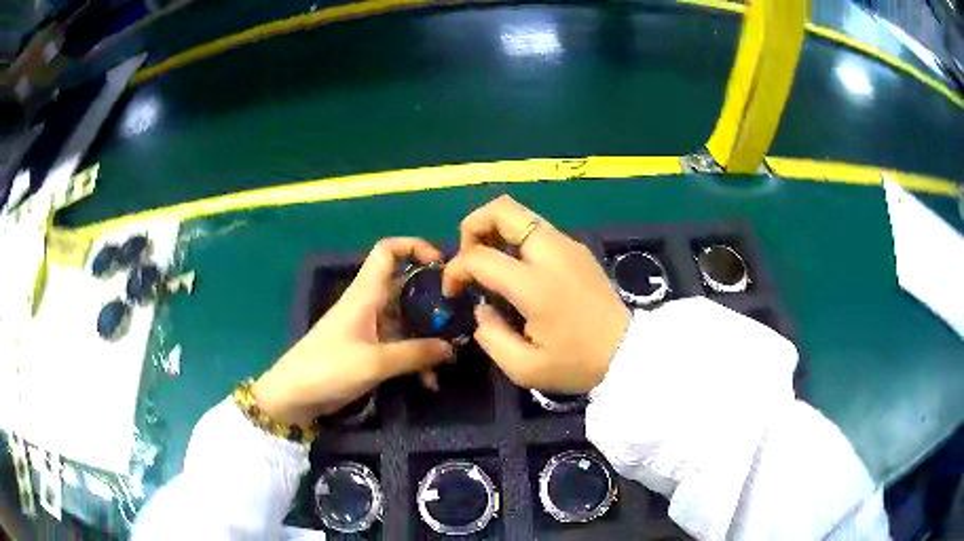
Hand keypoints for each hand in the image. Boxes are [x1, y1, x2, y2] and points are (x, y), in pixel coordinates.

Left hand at [253, 238, 453, 426]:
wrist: (295, 395)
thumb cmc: (329, 367)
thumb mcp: (375, 362)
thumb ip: (416, 354)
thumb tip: (451, 347)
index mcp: (366, 294)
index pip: (388, 251)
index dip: (414, 247)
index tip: (441, 265)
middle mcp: (370, 305)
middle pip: (405, 288)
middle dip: (433, 301)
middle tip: (459, 318)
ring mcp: (369, 329)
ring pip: (406, 322)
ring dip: (427, 339)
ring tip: (448, 360)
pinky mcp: (368, 351)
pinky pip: (399, 347)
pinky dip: (415, 359)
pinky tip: (430, 382)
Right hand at [443, 195, 629, 392]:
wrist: (628, 353)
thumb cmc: (577, 364)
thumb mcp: (524, 368)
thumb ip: (490, 336)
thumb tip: (482, 308)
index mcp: (536, 285)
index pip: (479, 257)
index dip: (455, 270)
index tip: (453, 292)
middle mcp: (551, 253)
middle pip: (502, 209)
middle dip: (472, 225)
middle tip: (468, 257)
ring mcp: (568, 245)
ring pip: (520, 213)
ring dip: (494, 230)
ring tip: (489, 263)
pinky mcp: (577, 248)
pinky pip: (537, 228)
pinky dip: (515, 238)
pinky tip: (517, 269)